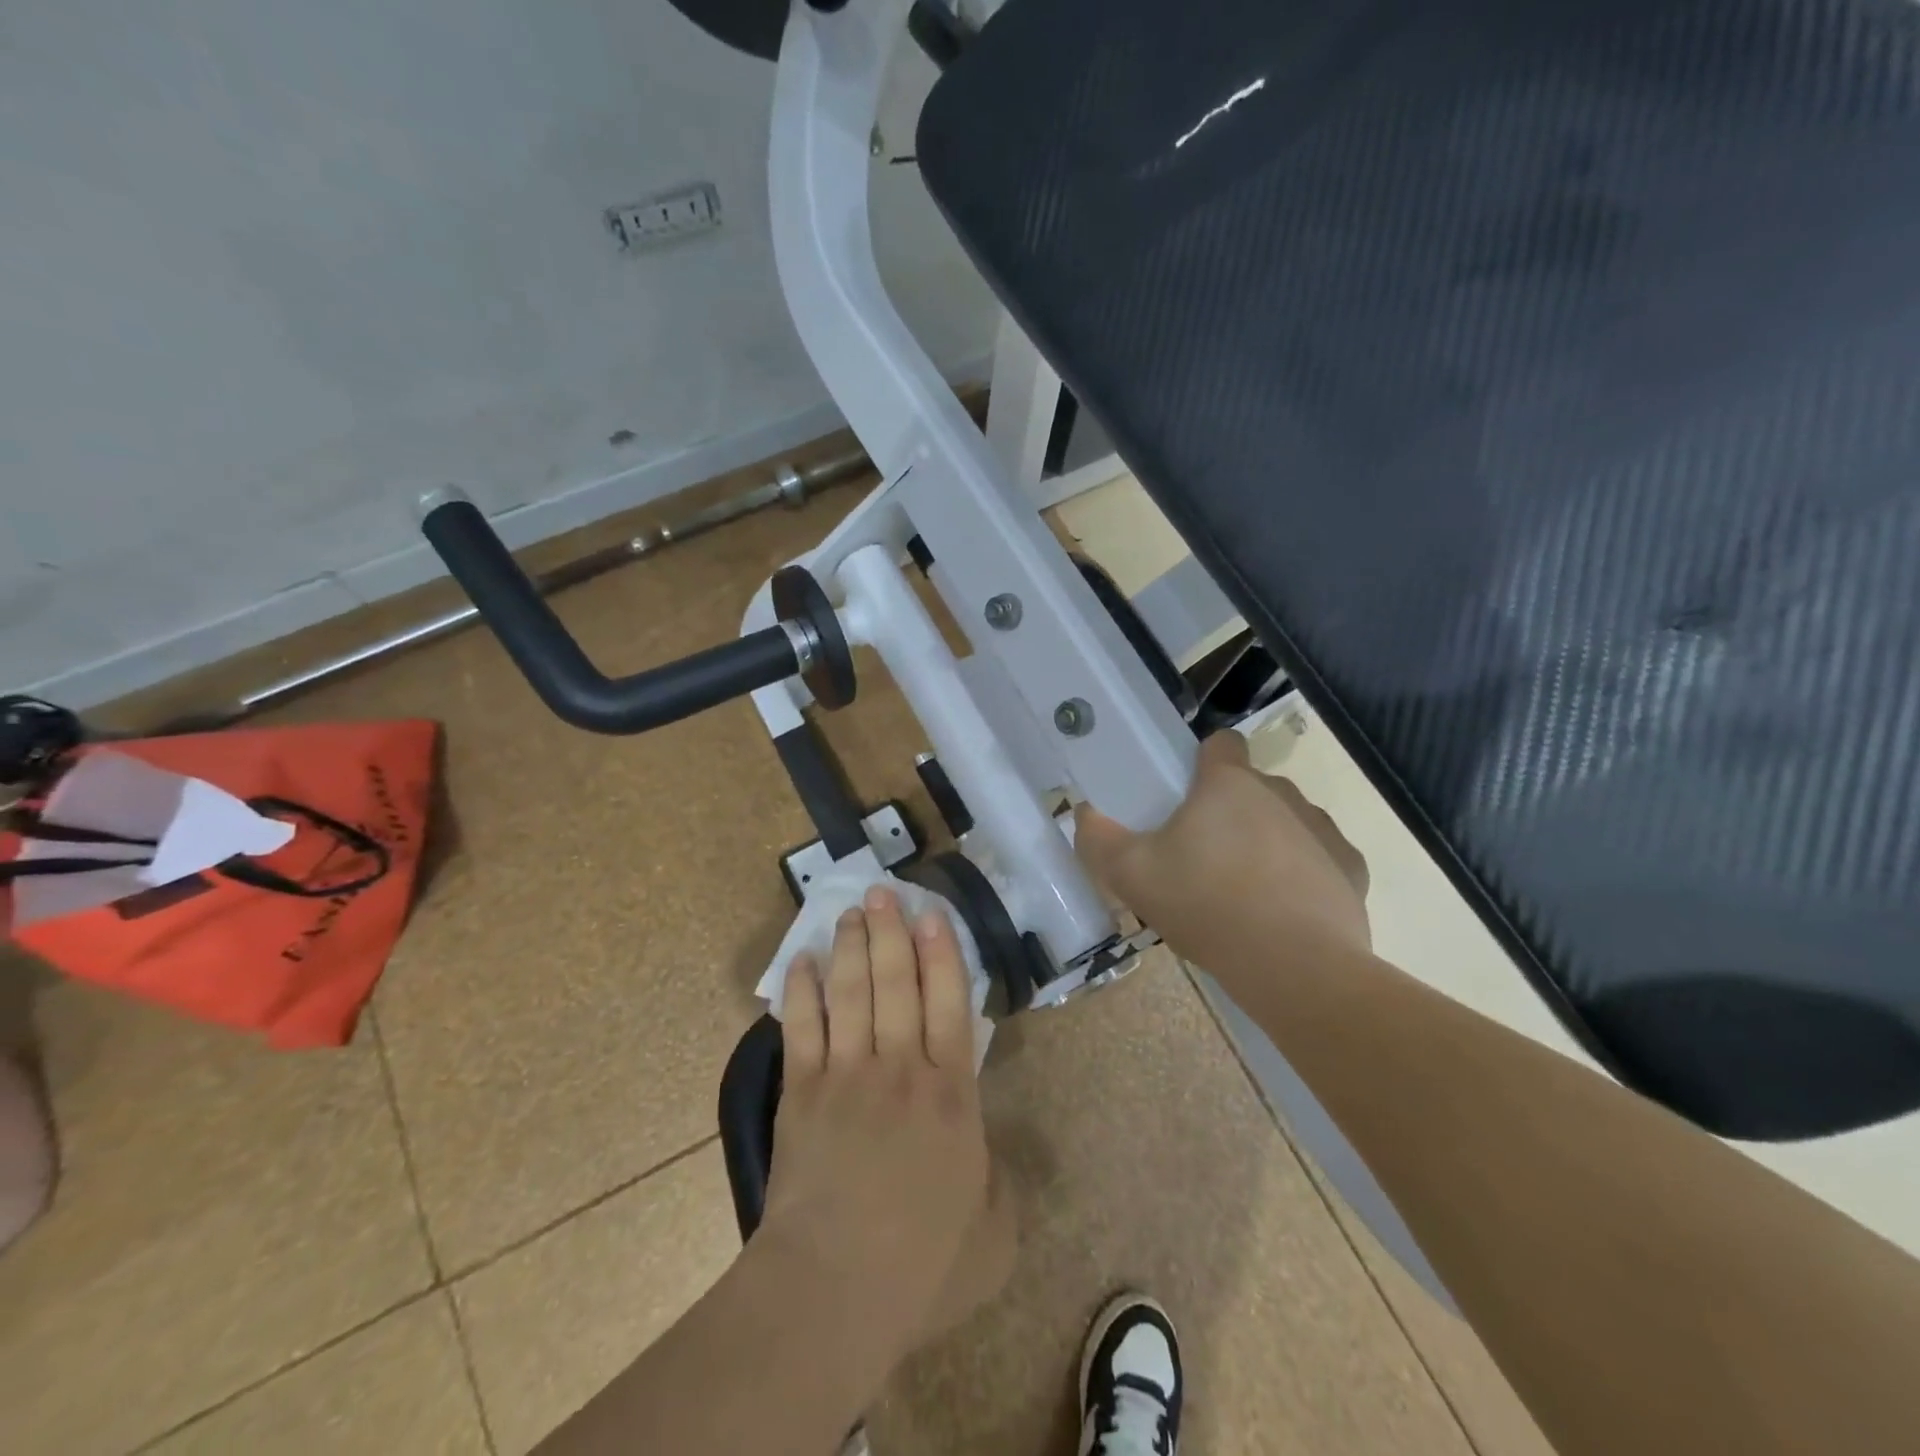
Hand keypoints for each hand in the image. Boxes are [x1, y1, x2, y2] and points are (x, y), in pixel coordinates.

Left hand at [758, 887, 1012, 1374]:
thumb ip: (1000, 1184)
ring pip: (851, 992)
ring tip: (850, 911)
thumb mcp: (994, 1235)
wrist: (833, 1290)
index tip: (933, 915)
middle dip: (891, 932)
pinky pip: (801, 1027)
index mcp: (950, 1096)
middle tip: (883, 892)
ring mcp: (846, 1075)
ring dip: (850, 947)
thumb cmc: (921, 1266)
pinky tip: (801, 961)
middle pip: (896, 983)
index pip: (950, 1005)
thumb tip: (990, 1152)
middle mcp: (900, 1069)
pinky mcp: (801, 1092)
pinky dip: (800, 991)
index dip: (942, 954)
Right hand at [1075, 730, 1370, 985]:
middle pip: (1251, 787)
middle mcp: (1281, 793)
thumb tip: (1084, 813)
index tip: (1187, 795)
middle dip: (1230, 810)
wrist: (1295, 968)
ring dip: (1267, 839)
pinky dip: (1303, 874)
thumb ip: (1098, 839)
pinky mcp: (1351, 868)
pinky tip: (1285, 910)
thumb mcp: (1131, 876)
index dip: (1203, 761)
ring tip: (1244, 889)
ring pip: (1287, 820)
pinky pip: (1320, 857)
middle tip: (1202, 856)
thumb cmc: (1206, 906)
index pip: (1221, 743)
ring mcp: (1322, 829)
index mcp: (1229, 784)